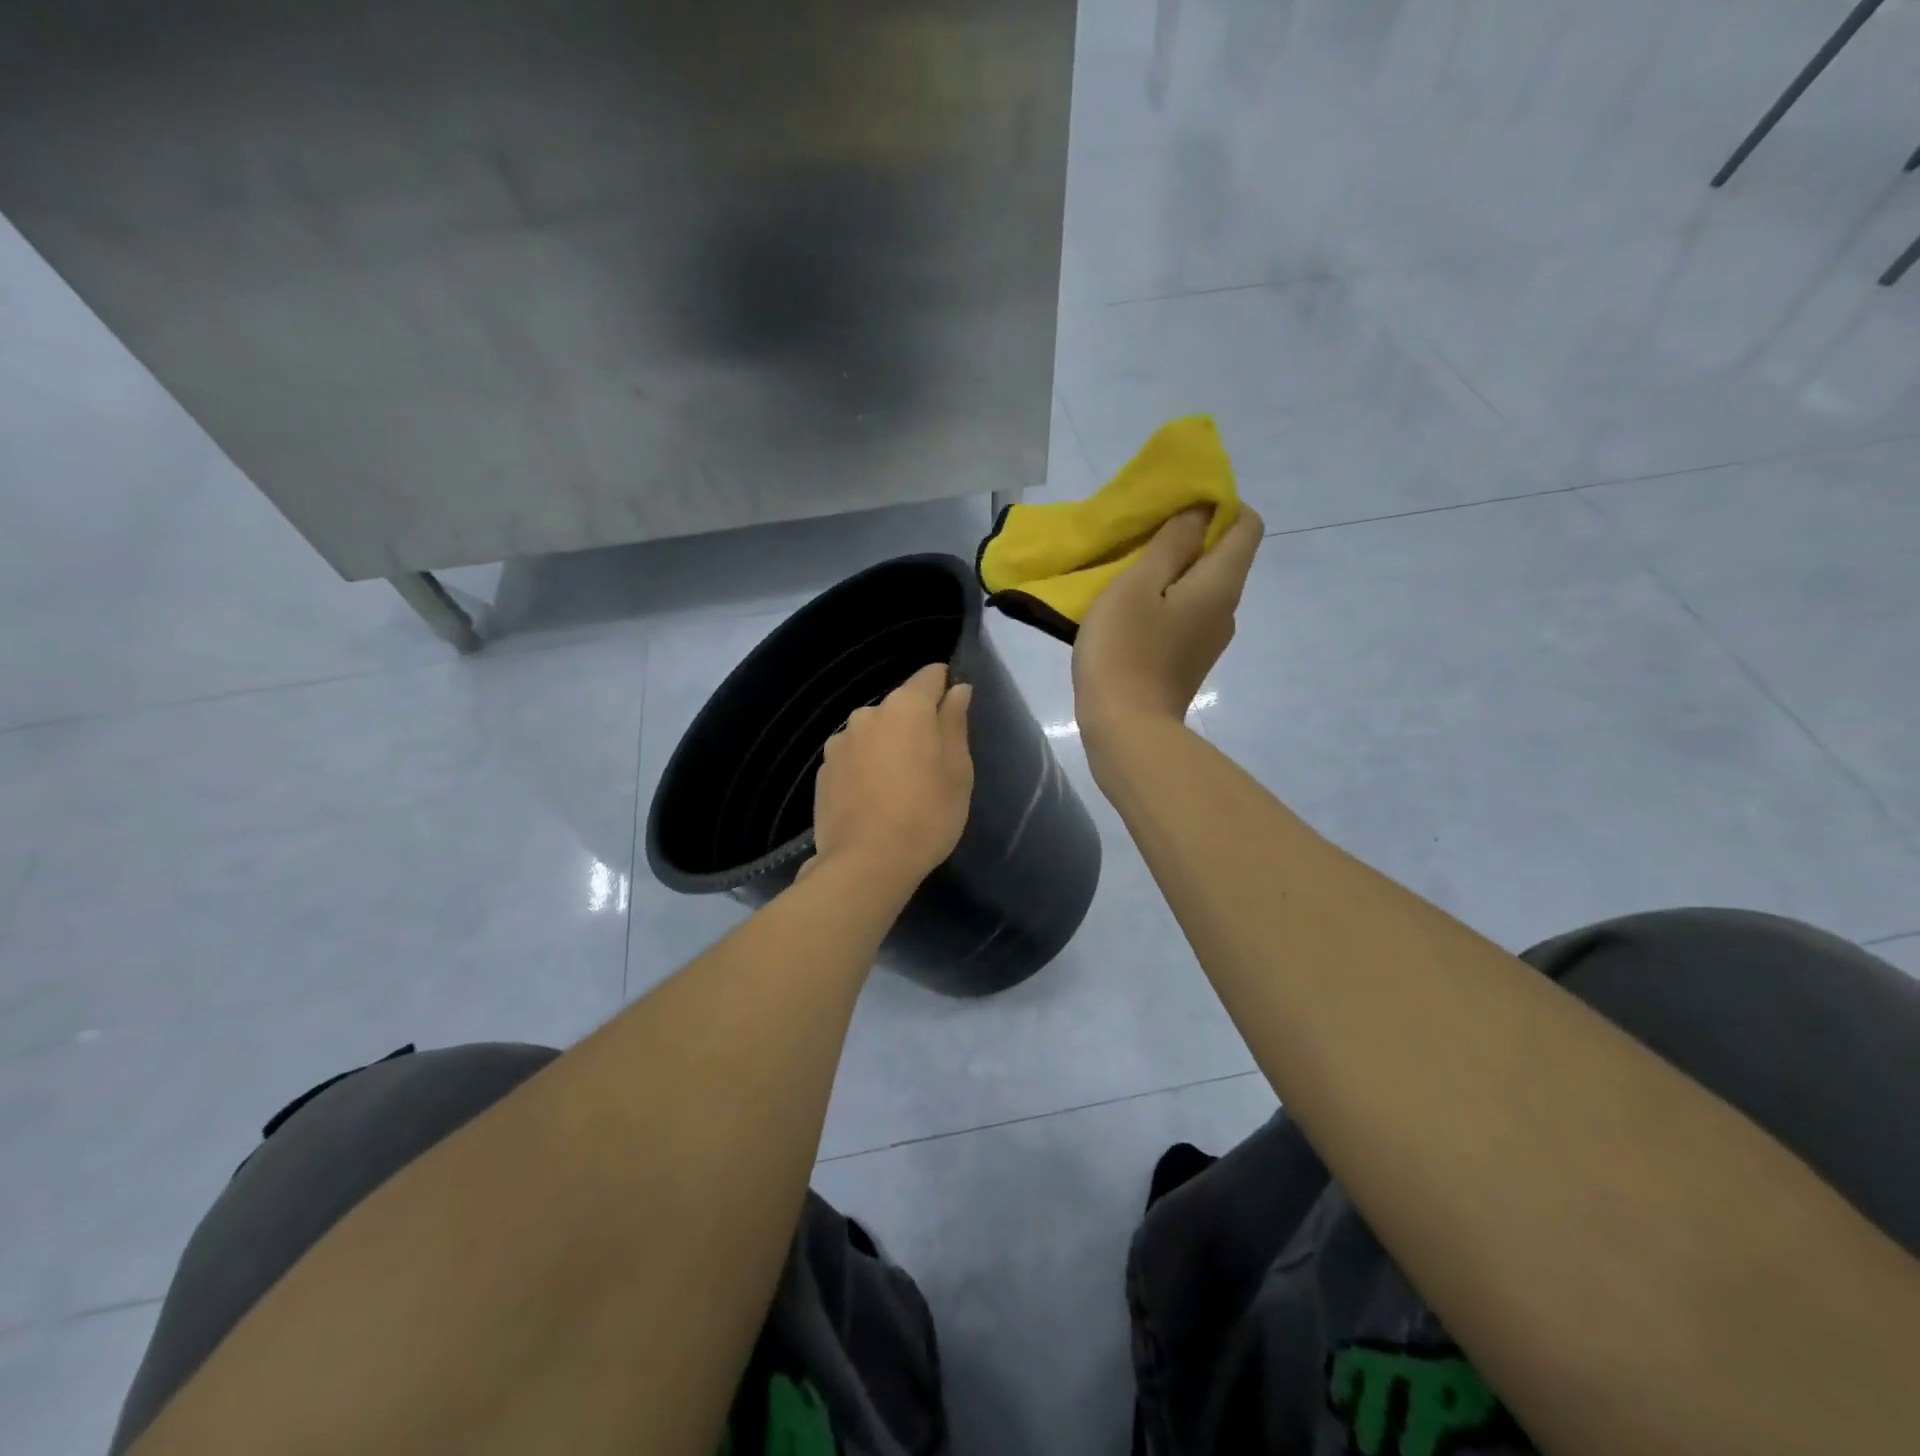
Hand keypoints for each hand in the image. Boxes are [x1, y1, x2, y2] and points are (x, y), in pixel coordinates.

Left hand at [808, 663, 973, 887]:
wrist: (867, 864)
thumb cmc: (927, 815)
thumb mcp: (958, 770)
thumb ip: (955, 722)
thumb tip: (957, 689)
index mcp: (906, 707)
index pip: (930, 676)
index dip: (945, 688)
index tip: (953, 715)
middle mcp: (867, 713)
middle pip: (900, 707)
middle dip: (915, 726)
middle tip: (930, 765)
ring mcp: (840, 742)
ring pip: (873, 733)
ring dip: (887, 747)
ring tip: (897, 787)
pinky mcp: (823, 770)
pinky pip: (853, 758)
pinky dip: (865, 768)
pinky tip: (872, 800)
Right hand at [1073, 504, 1262, 742]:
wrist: (1125, 730)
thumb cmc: (1126, 651)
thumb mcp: (1138, 584)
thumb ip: (1171, 543)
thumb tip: (1200, 509)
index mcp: (1221, 584)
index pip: (1248, 524)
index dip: (1219, 504)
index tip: (1176, 507)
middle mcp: (1227, 609)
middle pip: (1223, 556)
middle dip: (1190, 537)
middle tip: (1143, 536)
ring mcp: (1209, 640)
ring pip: (1201, 587)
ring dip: (1173, 572)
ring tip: (1130, 572)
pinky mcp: (1188, 661)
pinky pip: (1186, 615)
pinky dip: (1165, 601)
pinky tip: (1130, 611)